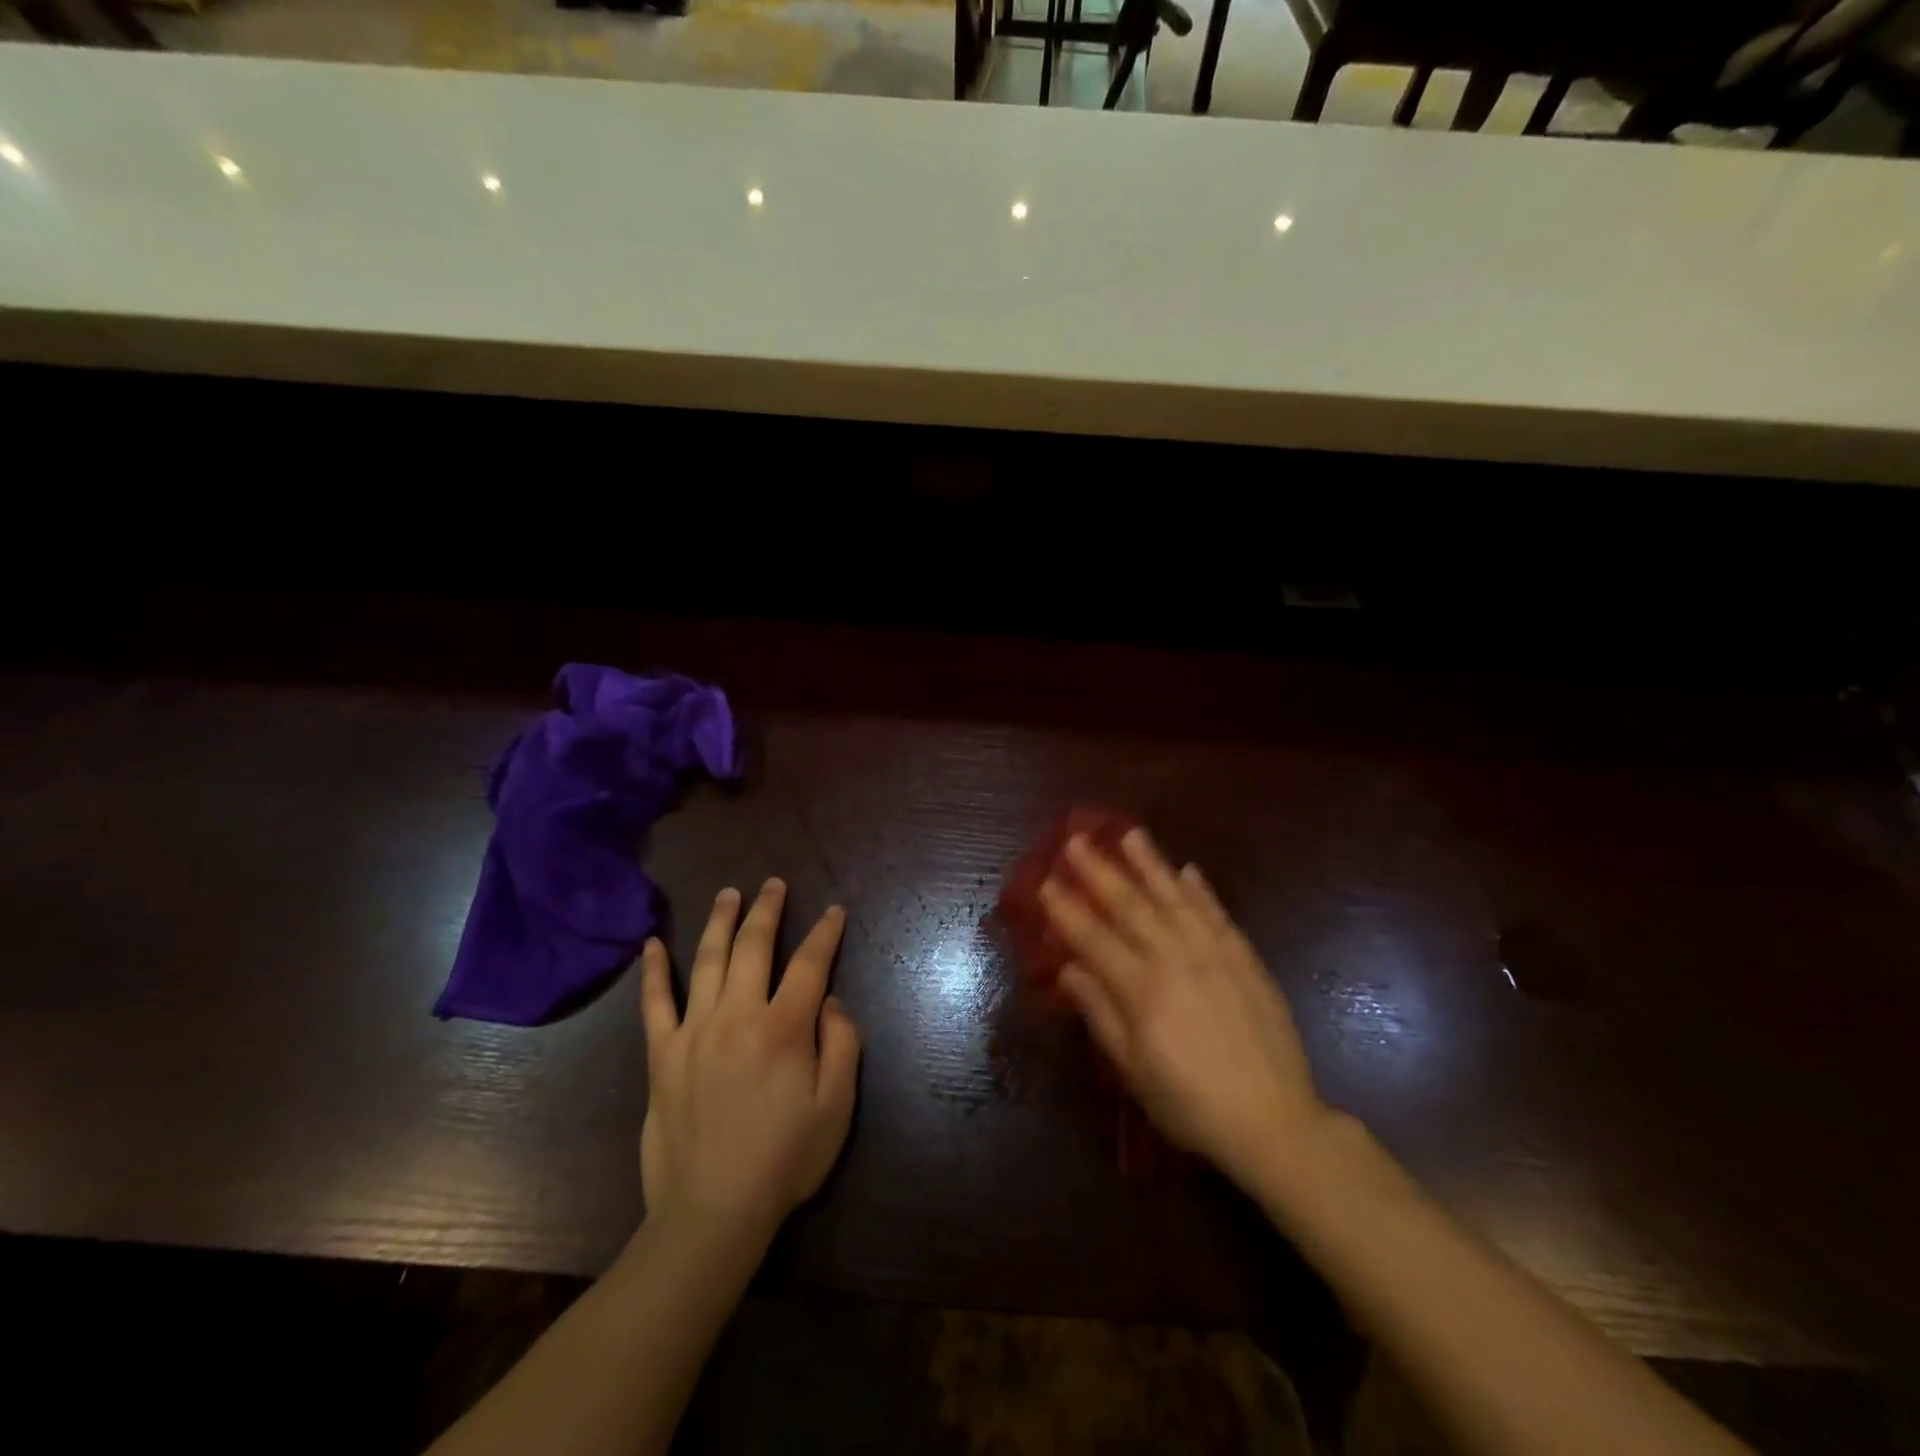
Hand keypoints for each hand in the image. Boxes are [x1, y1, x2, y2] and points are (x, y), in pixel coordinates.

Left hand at [638, 879, 860, 1244]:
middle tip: (774, 884)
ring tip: (729, 893)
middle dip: (767, 910)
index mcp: (784, 1028)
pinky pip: (654, 1004)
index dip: (825, 933)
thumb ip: (842, 1045)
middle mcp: (738, 1016)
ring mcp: (694, 1032)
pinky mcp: (662, 1055)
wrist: (711, 1213)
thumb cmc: (785, 1160)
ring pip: (707, 961)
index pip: (810, 964)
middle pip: (754, 947)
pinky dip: (653, 971)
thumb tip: (830, 1001)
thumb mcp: (836, 1107)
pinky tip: (651, 944)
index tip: (834, 911)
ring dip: (719, 922)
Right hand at [1039, 829, 1329, 1194]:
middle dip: (1099, 870)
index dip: (1066, 909)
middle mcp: (1175, 959)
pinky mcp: (1245, 959)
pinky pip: (1217, 914)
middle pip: (1130, 906)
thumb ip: (1101, 1013)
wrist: (1274, 1121)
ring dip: (1150, 864)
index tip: (1045, 882)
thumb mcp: (1134, 1069)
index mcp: (1141, 990)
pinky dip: (1200, 890)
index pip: (1094, 938)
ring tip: (1130, 834)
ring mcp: (1214, 954)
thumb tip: (1069, 969)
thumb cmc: (1190, 1104)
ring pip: (1174, 898)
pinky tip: (1187, 870)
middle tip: (1076, 840)